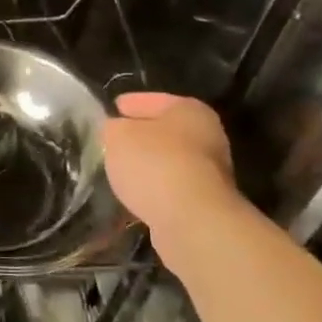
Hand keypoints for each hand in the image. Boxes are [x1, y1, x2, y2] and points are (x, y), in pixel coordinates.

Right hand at [103, 92, 240, 239]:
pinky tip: (134, 194)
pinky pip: (170, 187)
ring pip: (168, 161)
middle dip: (139, 136)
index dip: (129, 103)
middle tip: (111, 140)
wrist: (192, 221)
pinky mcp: (204, 203)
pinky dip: (154, 188)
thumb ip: (112, 128)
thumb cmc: (155, 164)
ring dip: (147, 165)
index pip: (152, 100)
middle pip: (164, 131)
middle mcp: (207, 136)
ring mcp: (210, 173)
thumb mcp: (118, 136)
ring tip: (118, 170)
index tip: (112, 109)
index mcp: (190, 110)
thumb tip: (114, 130)